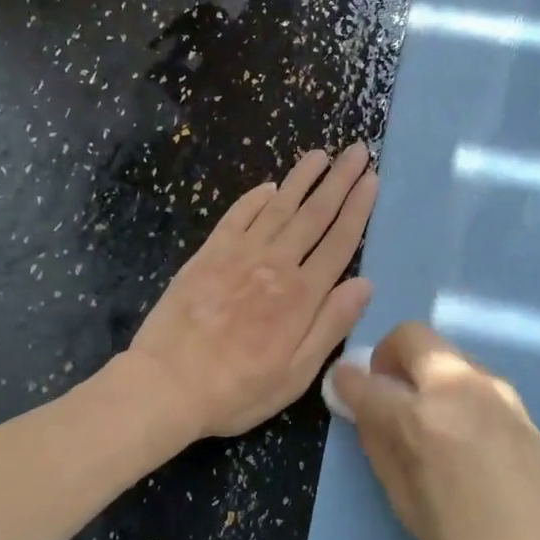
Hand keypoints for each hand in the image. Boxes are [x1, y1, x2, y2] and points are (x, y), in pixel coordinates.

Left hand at [128, 144, 378, 438]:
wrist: (167, 384)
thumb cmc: (238, 389)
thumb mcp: (298, 373)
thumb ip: (331, 324)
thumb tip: (364, 283)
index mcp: (302, 295)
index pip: (339, 241)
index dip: (358, 208)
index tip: (371, 179)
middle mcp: (275, 265)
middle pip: (314, 214)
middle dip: (338, 180)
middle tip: (356, 150)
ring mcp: (239, 255)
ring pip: (278, 207)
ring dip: (301, 178)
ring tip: (320, 154)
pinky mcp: (208, 254)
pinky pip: (237, 216)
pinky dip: (255, 198)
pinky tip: (269, 186)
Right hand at [332, 322, 539, 539]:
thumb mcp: (406, 503)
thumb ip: (380, 447)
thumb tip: (364, 412)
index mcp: (420, 419)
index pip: (367, 382)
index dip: (346, 382)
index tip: (342, 388)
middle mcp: (454, 387)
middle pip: (410, 336)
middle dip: (387, 355)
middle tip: (386, 391)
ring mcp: (489, 386)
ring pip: (441, 350)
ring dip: (421, 368)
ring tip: (424, 413)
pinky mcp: (513, 395)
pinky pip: (467, 371)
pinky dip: (448, 382)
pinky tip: (457, 425)